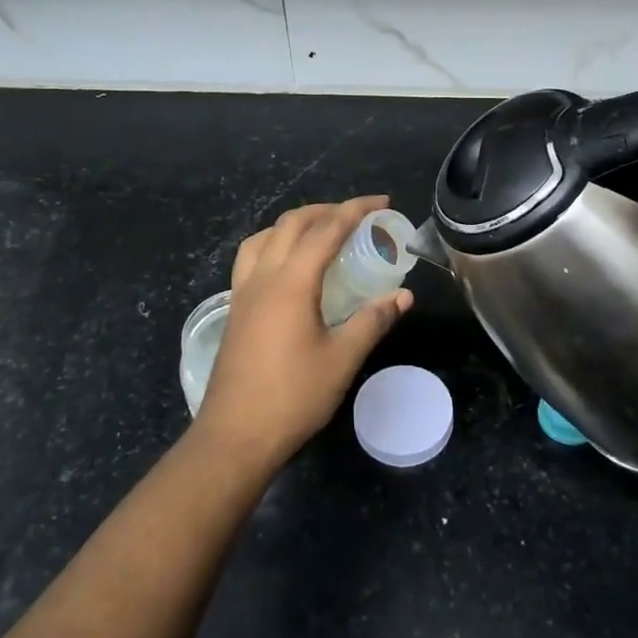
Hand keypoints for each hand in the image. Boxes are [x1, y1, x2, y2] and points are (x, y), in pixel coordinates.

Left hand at [195, 195, 413, 467]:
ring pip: (265, 236)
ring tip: (320, 233)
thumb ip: (373, 320)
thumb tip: (403, 296)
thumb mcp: (342, 358)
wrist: (235, 435)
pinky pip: (252, 258)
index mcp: (292, 282)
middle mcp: (263, 277)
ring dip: (295, 224)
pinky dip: (274, 244)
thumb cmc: (293, 396)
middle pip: (292, 223)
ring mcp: (243, 292)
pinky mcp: (235, 310)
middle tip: (356, 215)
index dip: (355, 210)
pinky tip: (288, 267)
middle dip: (326, 210)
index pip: (326, 230)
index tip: (381, 202)